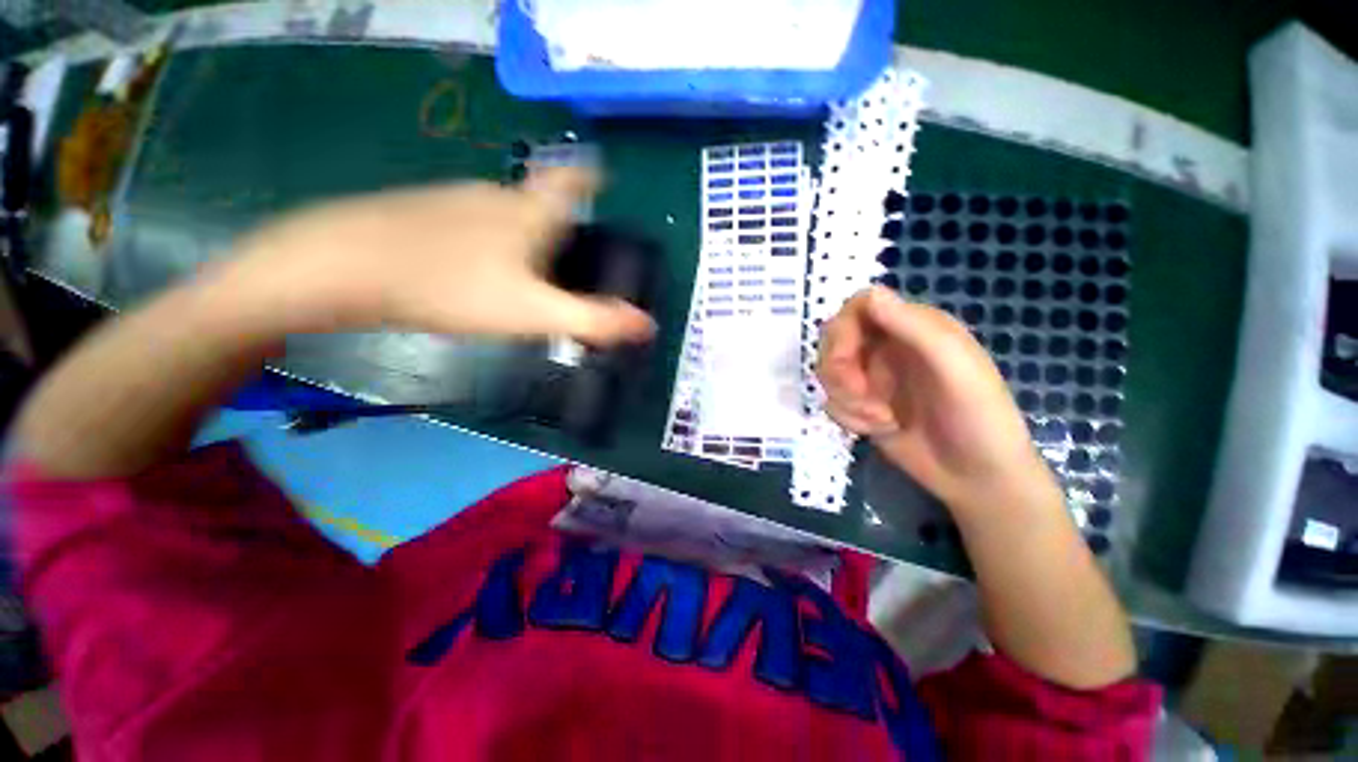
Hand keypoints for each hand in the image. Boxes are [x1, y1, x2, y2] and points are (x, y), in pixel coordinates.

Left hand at [222, 168, 653, 344]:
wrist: (338, 268)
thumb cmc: (449, 286)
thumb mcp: (532, 312)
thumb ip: (592, 320)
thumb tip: (648, 326)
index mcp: (528, 211)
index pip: (570, 179)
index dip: (591, 175)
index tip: (602, 177)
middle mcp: (493, 195)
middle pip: (539, 201)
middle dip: (560, 221)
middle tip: (572, 256)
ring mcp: (452, 200)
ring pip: (503, 213)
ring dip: (523, 234)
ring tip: (529, 271)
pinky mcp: (419, 214)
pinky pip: (469, 224)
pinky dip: (487, 242)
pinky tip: (476, 270)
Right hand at [817, 287, 1057, 514]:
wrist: (977, 478)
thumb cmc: (979, 419)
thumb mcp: (956, 369)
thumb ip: (915, 329)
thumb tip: (871, 294)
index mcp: (914, 328)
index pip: (860, 305)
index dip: (844, 328)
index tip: (845, 358)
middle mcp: (888, 347)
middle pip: (834, 338)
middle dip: (839, 370)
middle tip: (860, 396)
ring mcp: (872, 377)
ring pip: (828, 372)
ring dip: (846, 399)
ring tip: (881, 419)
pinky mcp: (861, 405)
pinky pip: (831, 400)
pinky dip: (849, 417)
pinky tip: (879, 429)